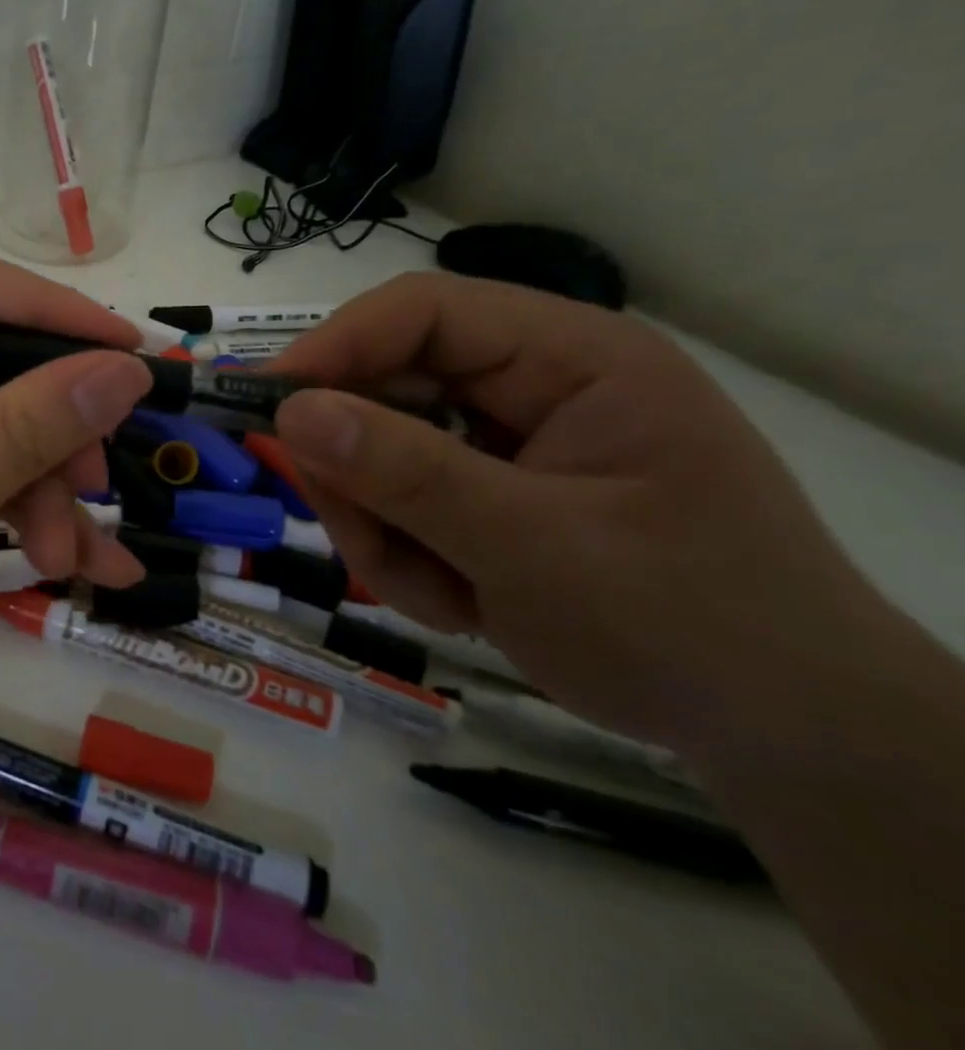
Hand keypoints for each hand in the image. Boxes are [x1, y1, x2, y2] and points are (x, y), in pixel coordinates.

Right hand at [269, 272, 884, 751]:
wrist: (783, 737)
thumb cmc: (687, 628)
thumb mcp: (536, 549)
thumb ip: (408, 474)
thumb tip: (290, 412)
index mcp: (572, 358)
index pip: (421, 312)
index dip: (334, 346)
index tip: (266, 404)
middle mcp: (531, 384)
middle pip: (386, 387)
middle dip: (359, 471)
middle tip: (359, 538)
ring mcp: (503, 442)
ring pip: (377, 454)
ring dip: (381, 527)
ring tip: (437, 593)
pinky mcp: (484, 491)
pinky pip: (397, 501)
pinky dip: (403, 555)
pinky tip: (458, 600)